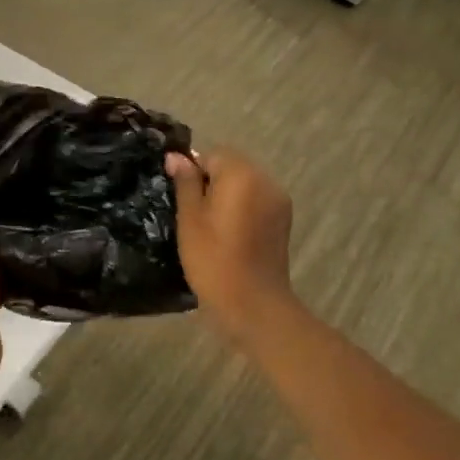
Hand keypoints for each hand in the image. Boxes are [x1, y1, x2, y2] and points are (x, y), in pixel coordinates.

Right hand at [166, 149, 298, 339]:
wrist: (253, 304)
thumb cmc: (213, 259)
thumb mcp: (190, 219)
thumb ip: (185, 183)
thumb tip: (176, 157)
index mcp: (242, 174)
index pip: (212, 154)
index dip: (193, 172)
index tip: (183, 200)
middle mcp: (266, 179)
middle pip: (232, 166)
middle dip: (212, 182)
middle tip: (194, 214)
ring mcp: (278, 200)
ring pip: (246, 184)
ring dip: (228, 195)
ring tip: (212, 226)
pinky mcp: (283, 220)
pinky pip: (257, 201)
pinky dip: (243, 208)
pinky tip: (231, 234)